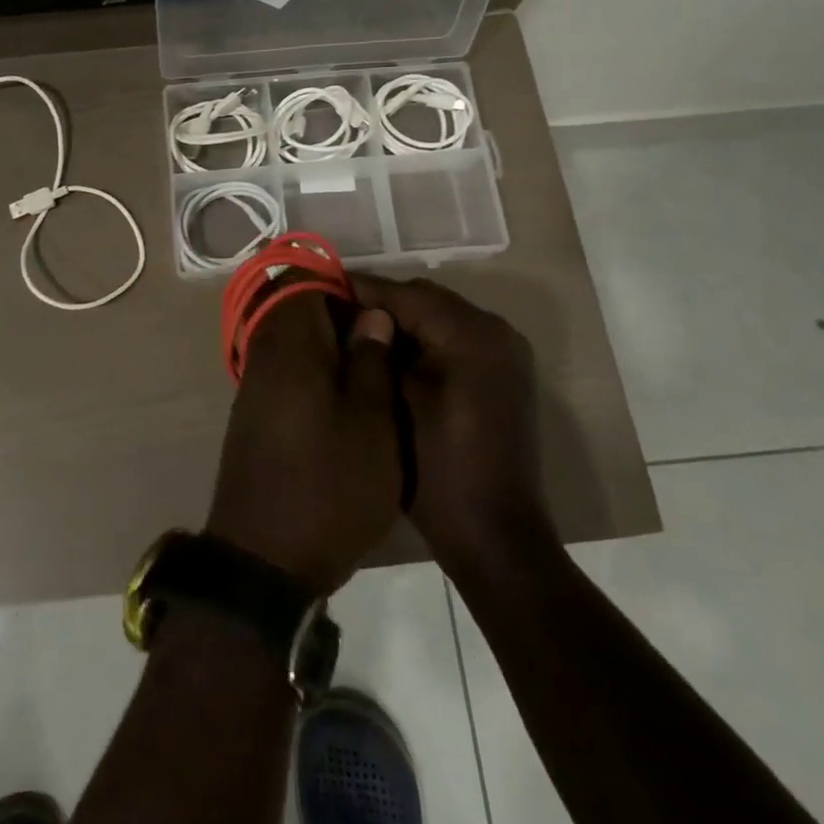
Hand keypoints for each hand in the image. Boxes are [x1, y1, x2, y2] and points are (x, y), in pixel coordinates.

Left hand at [205, 291, 399, 595]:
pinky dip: (314, 377)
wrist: (265, 561)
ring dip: (329, 351)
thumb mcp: (371, 425)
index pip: (300, 281)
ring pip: (291, 344)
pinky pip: (285, 374)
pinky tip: (347, 407)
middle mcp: (262, 357)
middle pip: (294, 310)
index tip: (378, 310)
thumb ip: (370, 361)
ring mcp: (253, 389)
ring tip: (373, 378)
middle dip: (340, 319)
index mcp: (288, 346)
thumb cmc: (328, 488)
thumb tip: (370, 315)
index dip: (341, 286)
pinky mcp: (254, 417)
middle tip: (384, 347)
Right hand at [350, 275, 553, 570]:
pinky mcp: (503, 374)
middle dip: (380, 306)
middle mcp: (496, 331)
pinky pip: (455, 340)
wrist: (493, 533)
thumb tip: (352, 315)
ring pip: (440, 318)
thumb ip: (374, 350)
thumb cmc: (436, 468)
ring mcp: (505, 353)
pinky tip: (390, 358)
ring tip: (356, 335)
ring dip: (401, 323)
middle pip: (426, 301)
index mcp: (471, 334)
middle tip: (333, 316)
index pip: (406, 294)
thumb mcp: (394, 401)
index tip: (319, 290)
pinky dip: (424, 341)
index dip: (360, 290)